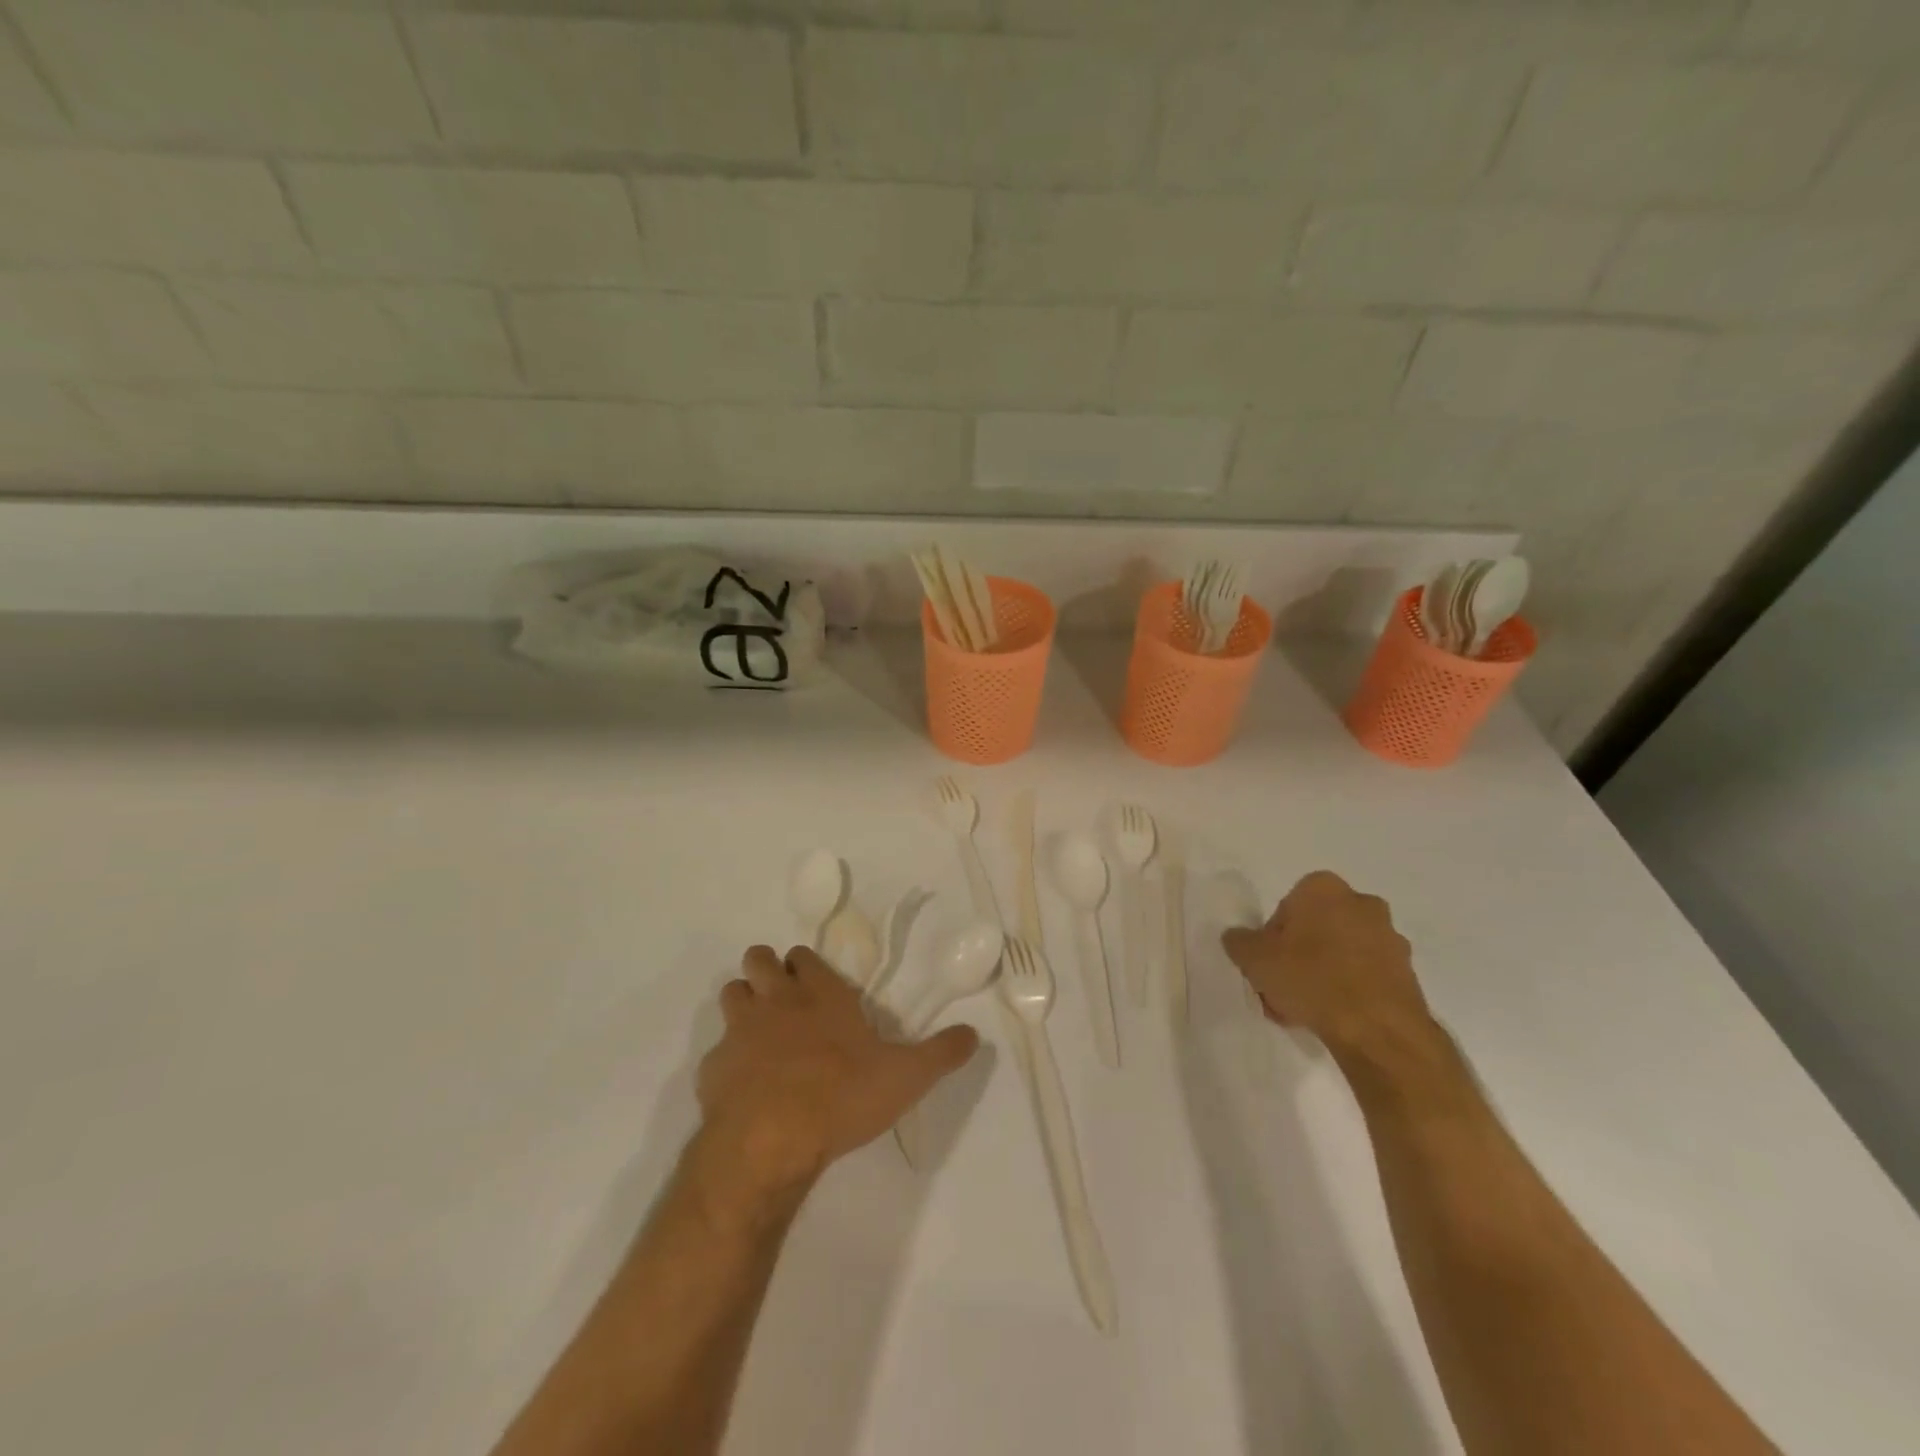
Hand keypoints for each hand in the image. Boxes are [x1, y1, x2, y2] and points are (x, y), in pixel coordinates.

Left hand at [696, 945, 979, 1199]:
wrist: (771, 1140)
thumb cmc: (842, 1096)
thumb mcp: (907, 1076)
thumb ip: (941, 1053)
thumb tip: (974, 1034)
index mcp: (820, 994)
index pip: (803, 956)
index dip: (805, 966)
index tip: (815, 984)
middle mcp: (776, 1000)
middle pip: (759, 960)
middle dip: (767, 970)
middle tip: (784, 999)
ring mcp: (740, 1031)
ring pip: (732, 993)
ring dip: (743, 1004)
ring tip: (761, 1032)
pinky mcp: (712, 1067)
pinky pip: (716, 1050)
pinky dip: (727, 1059)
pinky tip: (743, 1085)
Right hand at [1221, 871, 1436, 1060]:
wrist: (1378, 1030)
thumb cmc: (1311, 978)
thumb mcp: (1254, 958)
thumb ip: (1240, 942)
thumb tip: (1238, 938)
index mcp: (1323, 888)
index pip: (1286, 907)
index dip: (1272, 938)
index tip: (1268, 965)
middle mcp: (1362, 903)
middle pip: (1315, 929)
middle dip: (1298, 955)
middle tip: (1283, 988)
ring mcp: (1390, 938)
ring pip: (1341, 953)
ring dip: (1323, 974)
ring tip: (1306, 1011)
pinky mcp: (1408, 973)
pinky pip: (1366, 976)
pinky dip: (1349, 991)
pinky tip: (1334, 1018)